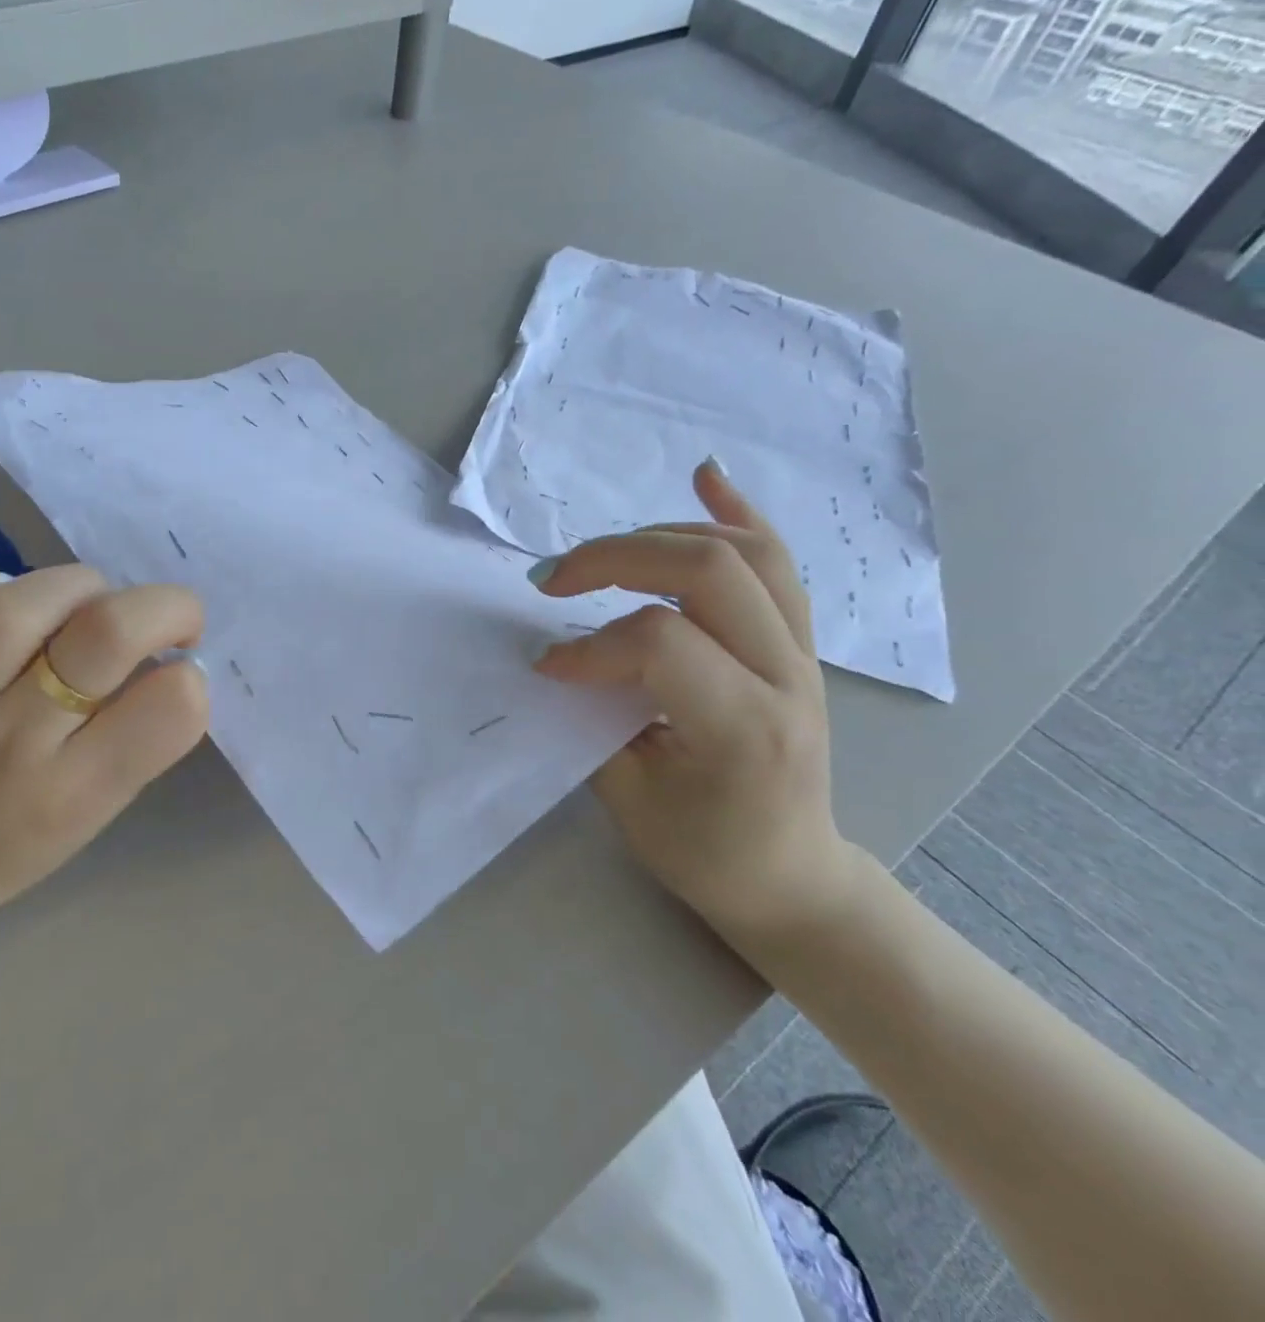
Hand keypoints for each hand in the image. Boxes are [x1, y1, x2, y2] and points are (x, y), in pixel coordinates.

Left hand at [0, 562, 209, 929]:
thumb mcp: (103, 811)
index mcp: (75, 791)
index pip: (164, 713)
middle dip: (164, 609)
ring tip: (93, 605)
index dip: (192, 680)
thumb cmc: (26, 840)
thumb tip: (176, 661)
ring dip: (82, 588)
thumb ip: (143, 738)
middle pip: (104, 635)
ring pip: (22, 605)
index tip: (185, 676)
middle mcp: (16, 739)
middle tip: (175, 624)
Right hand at [530, 459, 857, 943]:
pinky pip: (776, 562)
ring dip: (659, 533)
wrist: (790, 875)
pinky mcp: (799, 644)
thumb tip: (555, 658)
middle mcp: (785, 676)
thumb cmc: (704, 851)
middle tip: (554, 580)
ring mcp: (802, 653)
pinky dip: (736, 513)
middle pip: (706, 568)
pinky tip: (704, 476)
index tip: (548, 668)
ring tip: (603, 552)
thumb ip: (590, 717)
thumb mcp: (629, 798)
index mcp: (742, 726)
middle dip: (614, 558)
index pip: (659, 642)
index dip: (588, 645)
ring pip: (744, 551)